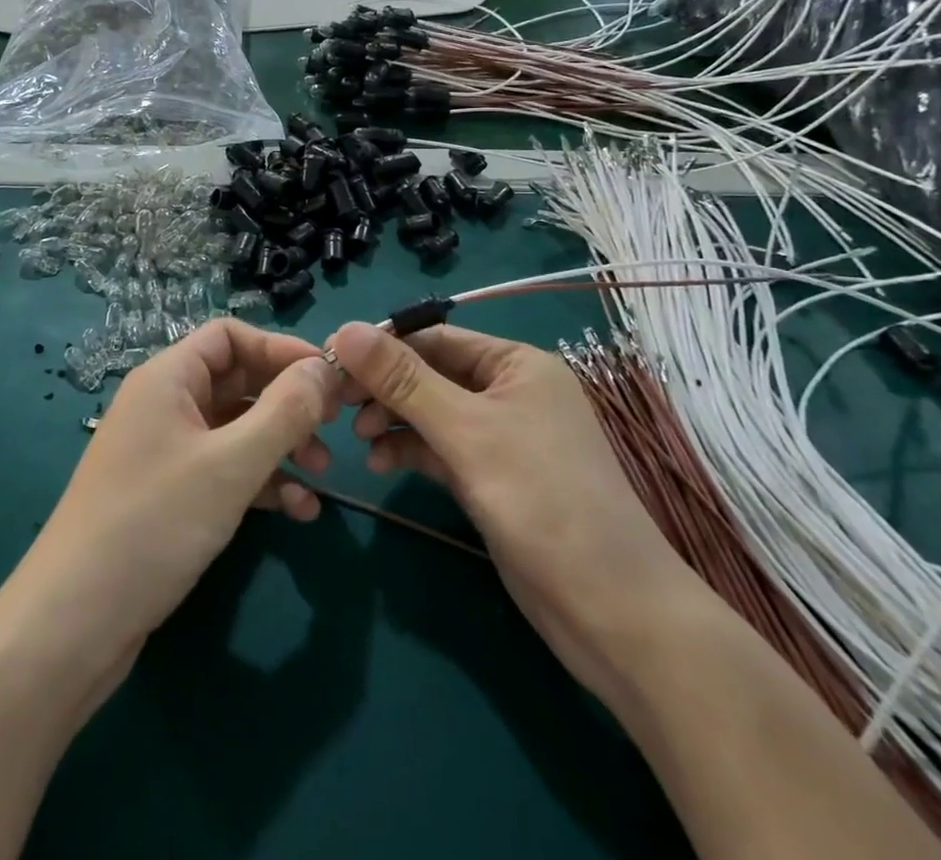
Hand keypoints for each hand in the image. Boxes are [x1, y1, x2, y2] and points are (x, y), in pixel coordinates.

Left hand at [15, 320, 339, 673]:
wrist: (74, 624)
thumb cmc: (154, 523)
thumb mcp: (231, 464)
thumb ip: (284, 411)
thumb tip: (323, 367)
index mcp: (168, 378)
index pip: (230, 336)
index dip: (280, 349)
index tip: (327, 376)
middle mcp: (165, 404)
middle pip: (237, 382)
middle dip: (287, 402)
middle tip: (334, 427)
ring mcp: (165, 452)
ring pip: (235, 430)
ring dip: (281, 446)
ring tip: (322, 475)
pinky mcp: (169, 496)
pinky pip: (224, 471)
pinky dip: (260, 483)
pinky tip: (297, 511)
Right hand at [329, 322, 695, 692]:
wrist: (612, 612)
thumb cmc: (542, 501)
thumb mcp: (466, 432)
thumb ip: (403, 380)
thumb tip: (345, 329)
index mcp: (516, 364)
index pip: (434, 338)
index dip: (381, 347)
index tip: (328, 360)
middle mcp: (509, 391)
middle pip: (430, 374)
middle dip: (384, 389)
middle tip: (336, 405)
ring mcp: (502, 438)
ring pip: (432, 413)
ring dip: (393, 421)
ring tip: (358, 439)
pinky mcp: (493, 478)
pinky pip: (442, 449)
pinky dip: (411, 452)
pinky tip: (381, 464)